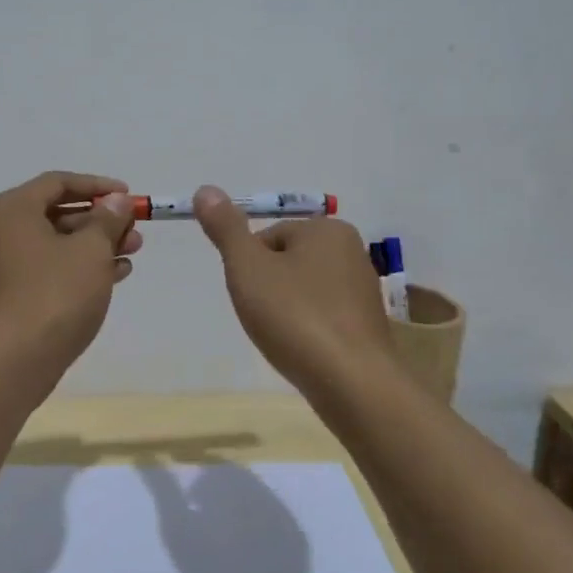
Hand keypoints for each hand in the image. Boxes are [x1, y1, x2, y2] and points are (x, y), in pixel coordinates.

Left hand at [0, 171, 141, 371]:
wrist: (12, 363)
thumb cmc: (55, 294)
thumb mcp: (91, 251)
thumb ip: (107, 220)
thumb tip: (116, 201)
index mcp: (9, 210)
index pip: (57, 183)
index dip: (97, 186)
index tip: (128, 197)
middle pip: (53, 214)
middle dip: (98, 222)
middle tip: (133, 232)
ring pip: (50, 245)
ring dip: (91, 247)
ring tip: (130, 256)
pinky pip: (41, 270)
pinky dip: (72, 269)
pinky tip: (110, 278)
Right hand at [193, 184, 393, 399]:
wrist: (352, 383)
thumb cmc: (295, 317)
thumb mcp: (248, 268)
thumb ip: (226, 229)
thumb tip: (205, 189)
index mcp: (327, 230)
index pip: (268, 238)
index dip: (250, 267)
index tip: (250, 295)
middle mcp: (352, 252)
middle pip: (287, 263)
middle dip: (269, 289)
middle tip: (265, 318)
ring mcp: (363, 291)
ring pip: (304, 292)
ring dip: (287, 311)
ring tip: (285, 338)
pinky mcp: (367, 326)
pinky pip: (323, 317)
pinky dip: (308, 330)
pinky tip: (304, 352)